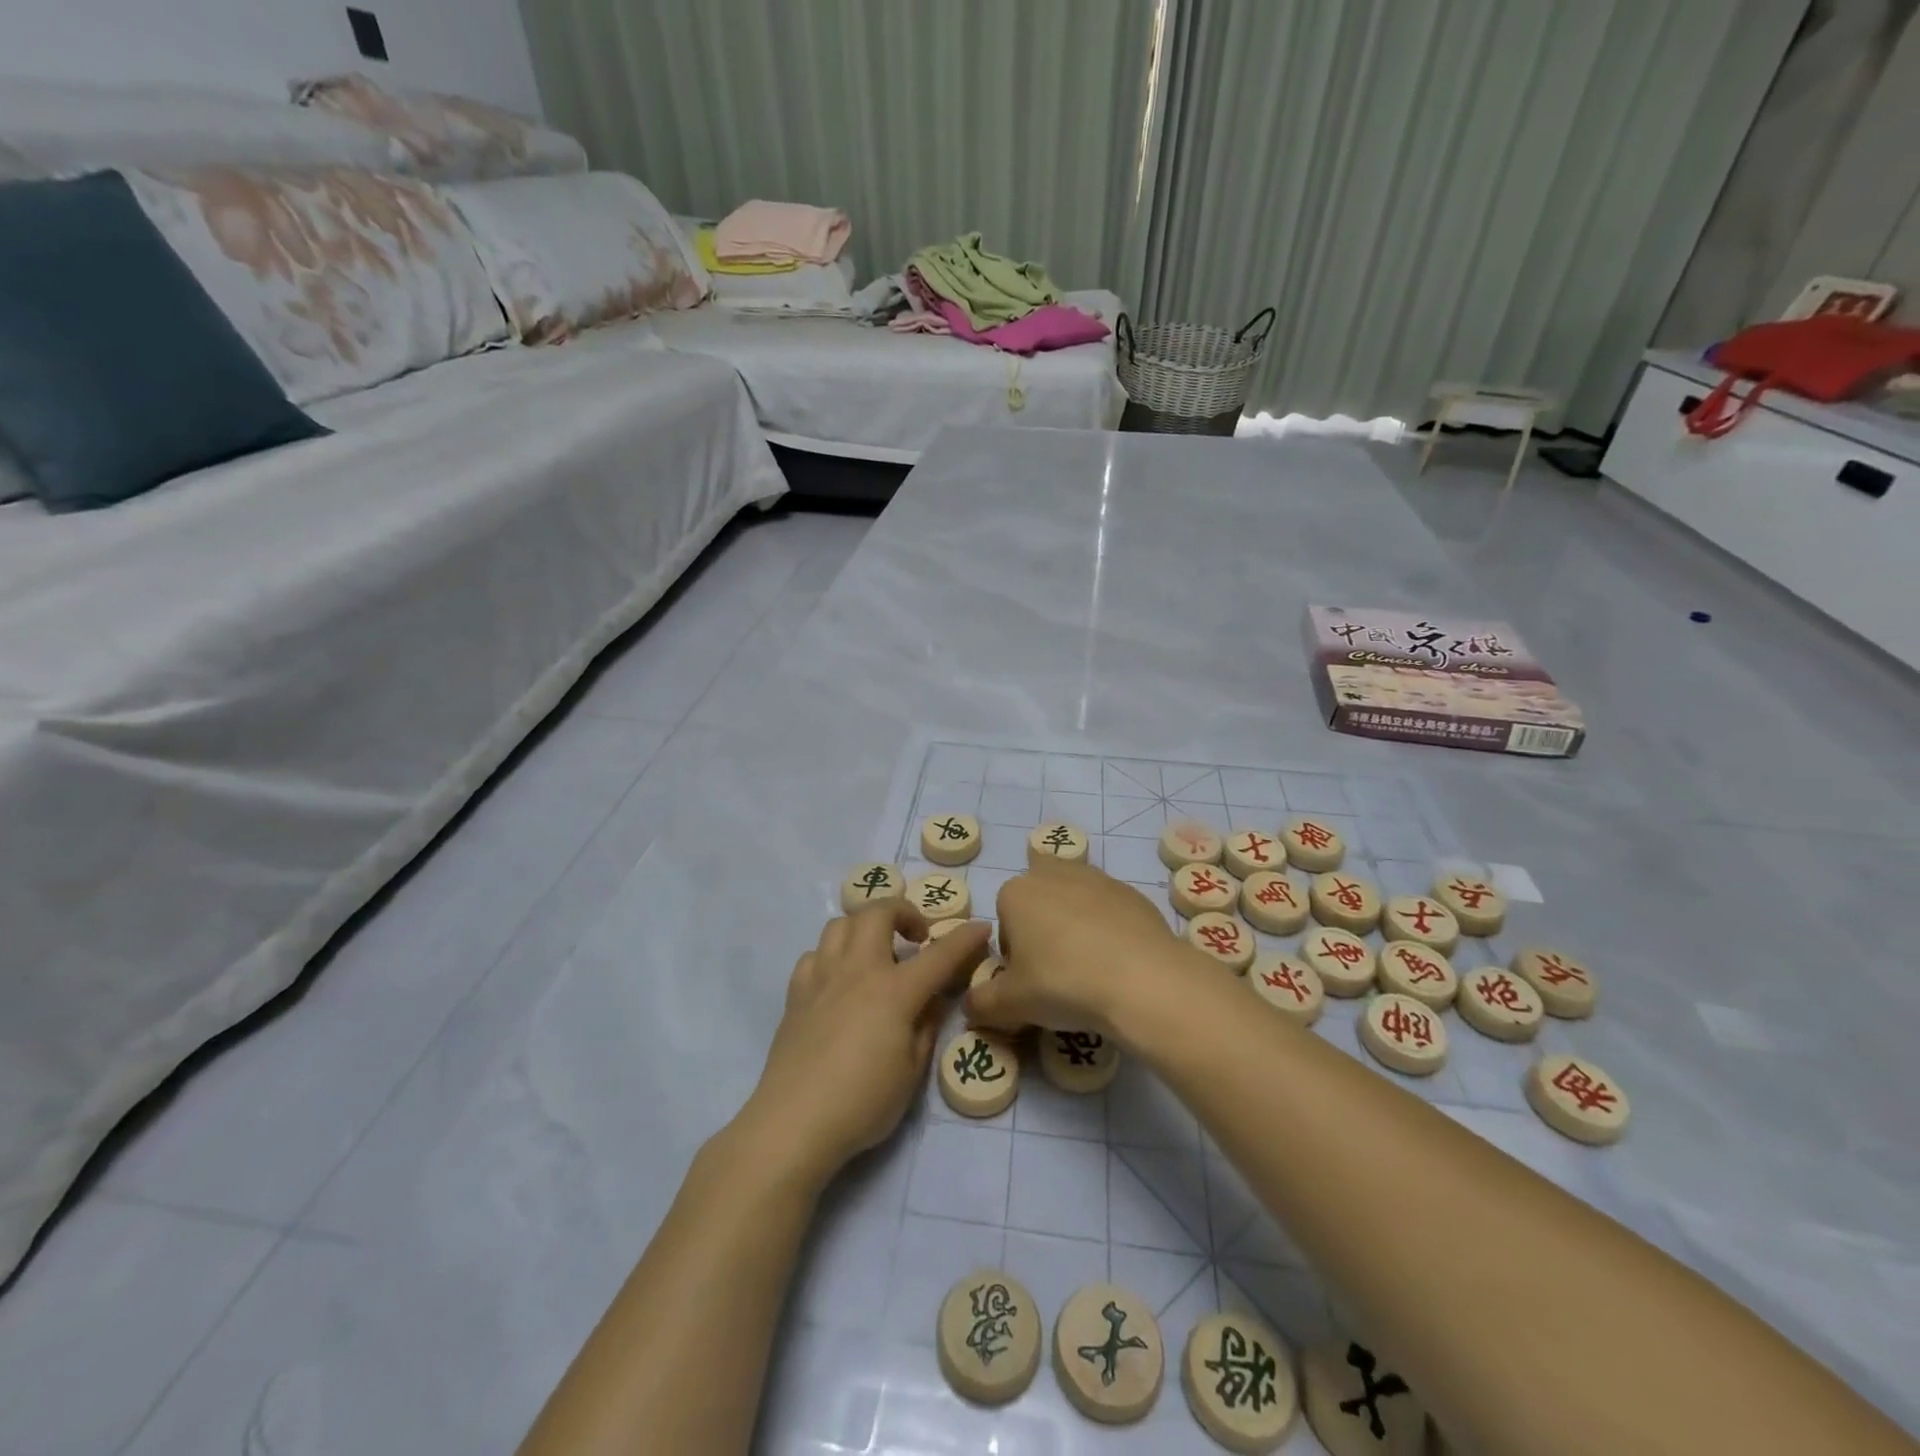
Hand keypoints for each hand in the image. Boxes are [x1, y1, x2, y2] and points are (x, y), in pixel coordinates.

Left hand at [740, 902, 990, 1189]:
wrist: (794, 1122)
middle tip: (916, 937)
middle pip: (878, 913)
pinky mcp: (796, 993)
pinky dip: (831, 956)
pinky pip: (814, 954)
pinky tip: (838, 980)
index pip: (939, 955)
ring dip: (864, 927)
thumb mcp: (911, 1071)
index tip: (981, 927)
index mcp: (894, 991)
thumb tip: (933, 999)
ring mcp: (822, 977)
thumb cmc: (862, 1103)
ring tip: (875, 952)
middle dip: (903, 912)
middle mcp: (858, 970)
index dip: (964, 938)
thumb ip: (926, 1026)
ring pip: (841, 923)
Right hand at [967, 857, 1190, 1042]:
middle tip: (1057, 974)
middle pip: (1039, 904)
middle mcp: (1053, 874)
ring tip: (1090, 970)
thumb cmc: (1063, 983)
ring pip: (1075, 903)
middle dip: (1042, 931)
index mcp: (1016, 892)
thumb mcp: (1009, 1004)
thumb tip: (969, 1006)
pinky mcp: (1132, 893)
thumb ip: (980, 1003)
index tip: (1028, 982)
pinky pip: (1110, 912)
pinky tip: (1119, 964)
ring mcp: (1097, 878)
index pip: (1003, 922)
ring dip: (1076, 928)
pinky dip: (1110, 932)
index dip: (1012, 955)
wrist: (1142, 979)